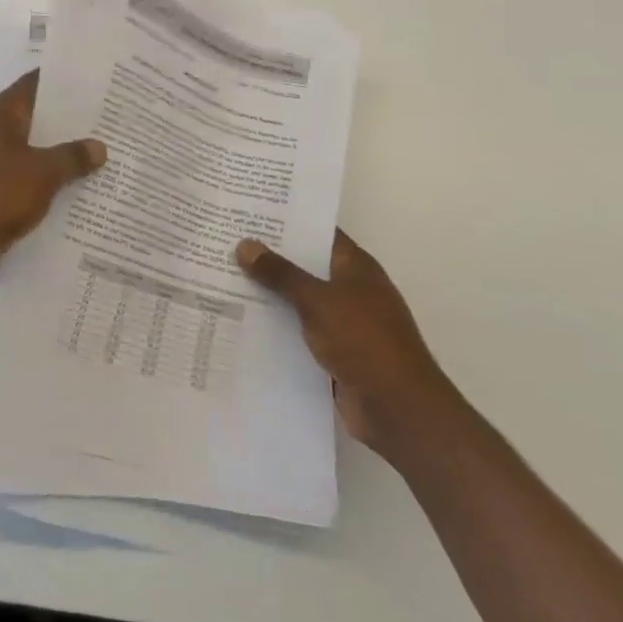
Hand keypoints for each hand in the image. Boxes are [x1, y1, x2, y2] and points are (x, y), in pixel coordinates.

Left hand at [0, 70, 106, 302]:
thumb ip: (71, 157)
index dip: (64, 80)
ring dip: (60, 158)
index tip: (96, 79)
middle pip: (35, 121)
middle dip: (69, 122)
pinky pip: (25, 186)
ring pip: (31, 156)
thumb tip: (98, 146)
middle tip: (110, 120)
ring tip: (103, 157)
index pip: (34, 85)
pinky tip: (77, 195)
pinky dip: (47, 188)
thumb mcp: (41, 172)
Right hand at [235, 230, 454, 460]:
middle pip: (305, 266)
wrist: (399, 410)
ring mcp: (343, 324)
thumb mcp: (319, 301)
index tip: (250, 212)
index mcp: (356, 268)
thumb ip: (281, 274)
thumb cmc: (365, 342)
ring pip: (298, 301)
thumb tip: (245, 244)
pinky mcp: (333, 354)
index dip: (287, 222)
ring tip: (223, 278)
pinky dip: (275, 328)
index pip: (318, 233)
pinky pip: (298, 333)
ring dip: (269, 295)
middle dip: (270, 257)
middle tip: (226, 242)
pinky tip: (240, 322)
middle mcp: (350, 290)